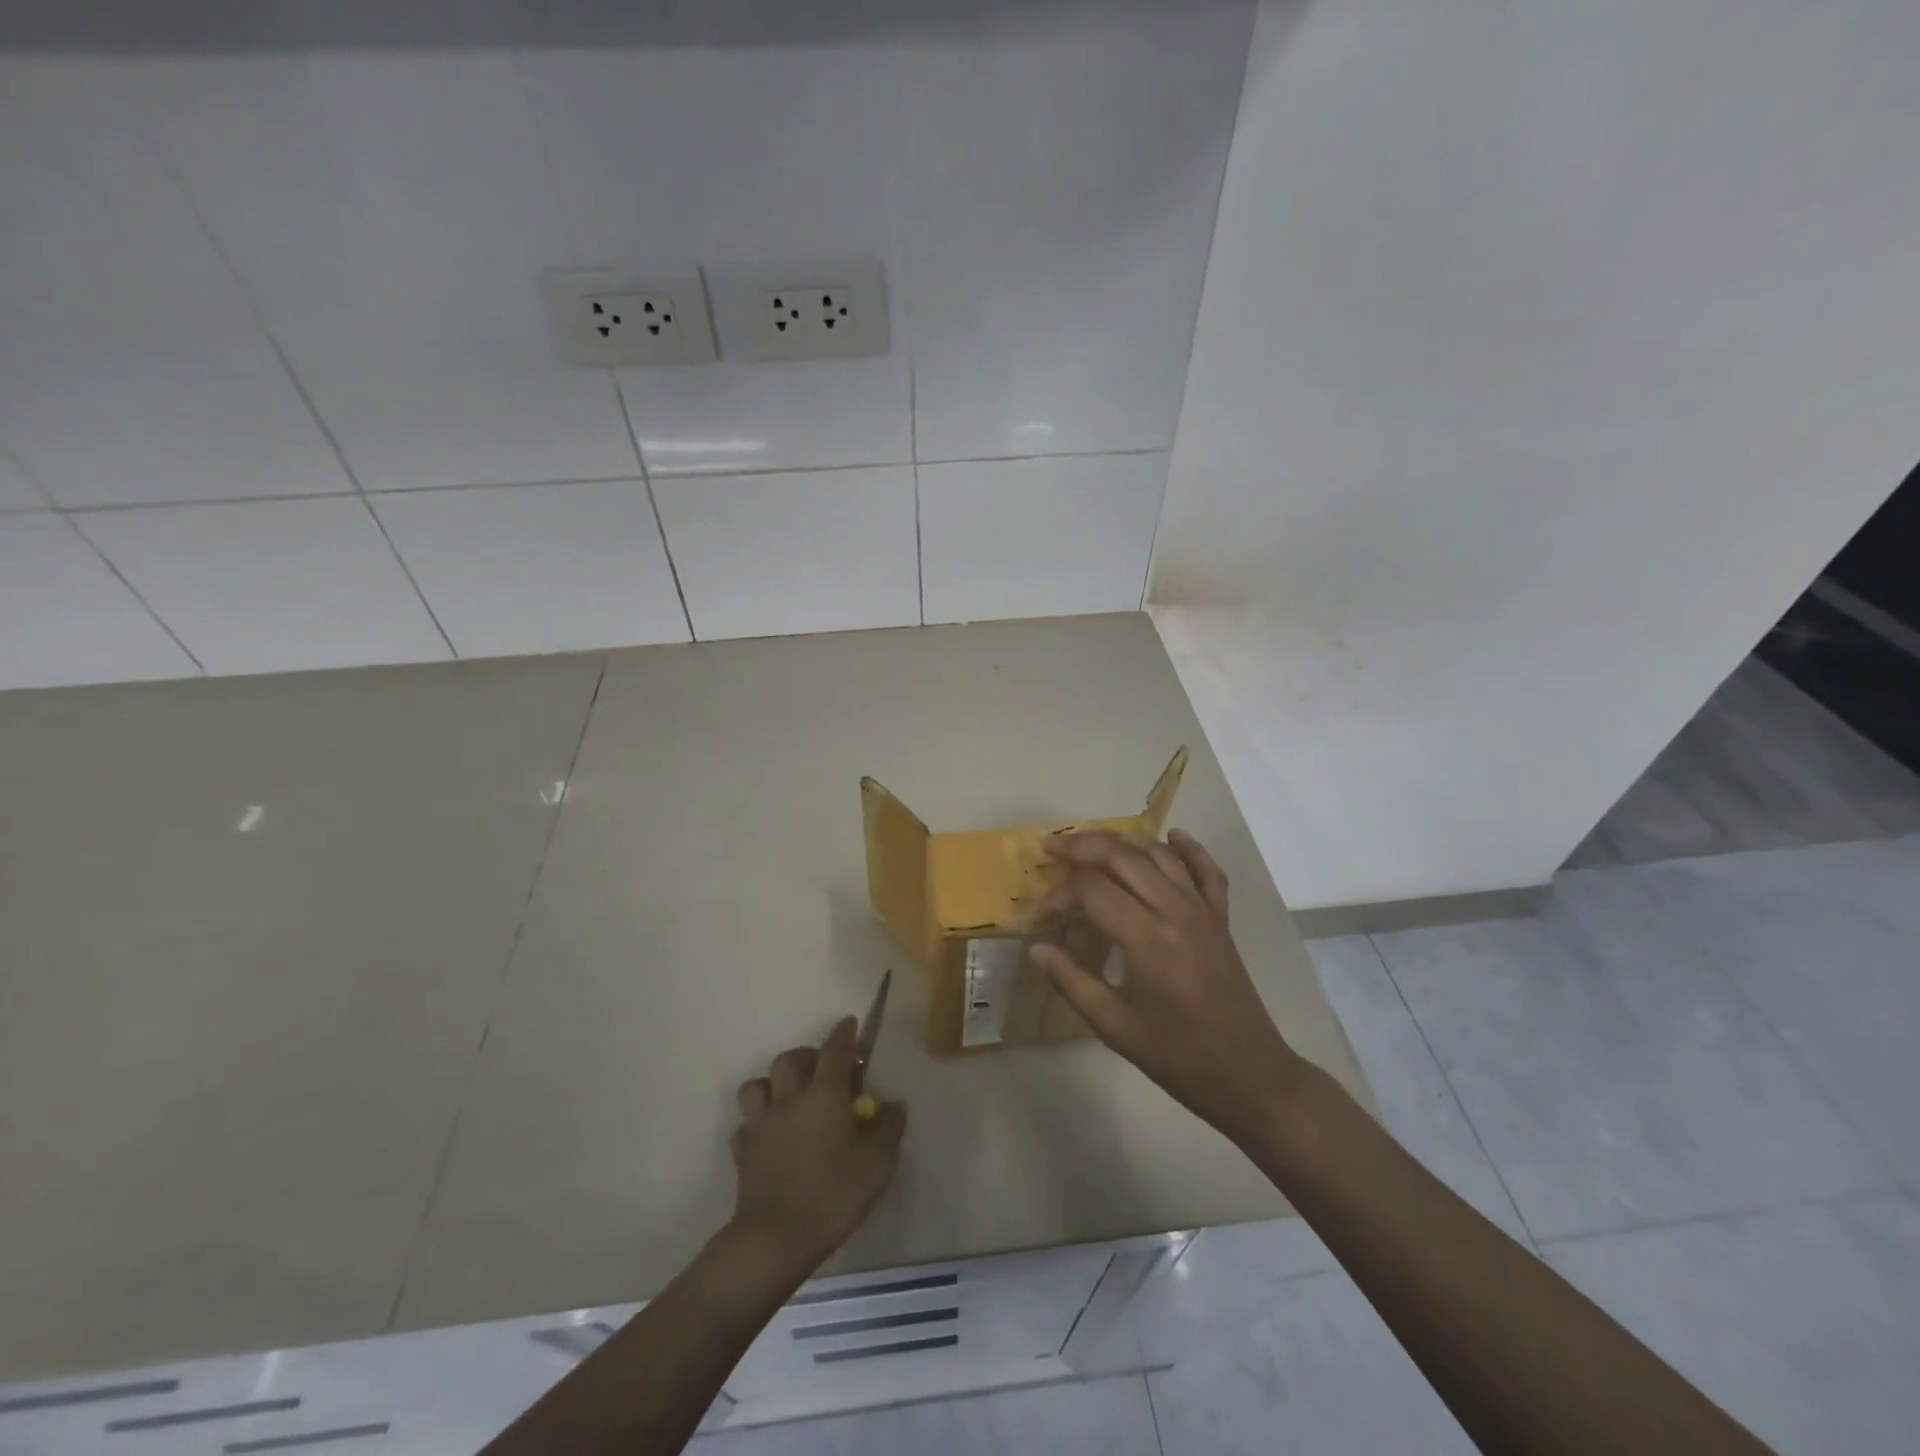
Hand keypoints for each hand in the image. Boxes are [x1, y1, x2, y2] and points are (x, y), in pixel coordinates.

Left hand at [730, 1017, 906, 1275]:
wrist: (776, 1238)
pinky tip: (770, 1136)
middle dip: (807, 1056)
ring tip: (789, 1096)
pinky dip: (758, 1122)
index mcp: (825, 1094)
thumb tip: (894, 1104)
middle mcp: (790, 1098)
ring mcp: (761, 1124)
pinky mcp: (743, 1151)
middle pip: (791, 1059)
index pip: (835, 1050)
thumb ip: (888, 1127)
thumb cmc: (834, 1194)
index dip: (844, 1034)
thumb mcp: (878, 1163)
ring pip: (757, 1085)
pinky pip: (746, 1124)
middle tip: (823, 1070)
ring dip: (773, 1083)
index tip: (850, 1023)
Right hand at [1030, 829, 1303, 1147]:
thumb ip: (1072, 982)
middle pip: (1123, 857)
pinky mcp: (1221, 918)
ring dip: (1123, 843)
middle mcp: (1175, 911)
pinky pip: (1207, 871)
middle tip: (1052, 848)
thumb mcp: (1115, 1027)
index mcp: (1147, 939)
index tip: (1041, 917)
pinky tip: (1172, 836)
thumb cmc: (1178, 1057)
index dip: (1059, 895)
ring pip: (1159, 855)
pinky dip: (1189, 848)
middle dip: (1082, 847)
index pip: (1092, 890)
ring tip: (1091, 845)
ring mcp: (1203, 910)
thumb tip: (1036, 949)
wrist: (1249, 1076)